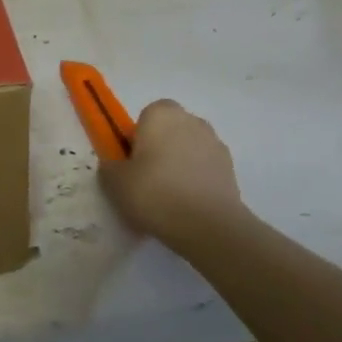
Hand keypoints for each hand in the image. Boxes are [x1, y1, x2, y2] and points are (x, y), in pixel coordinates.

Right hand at [99, 99, 246, 240]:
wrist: (208, 226)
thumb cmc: (154, 193)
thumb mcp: (114, 182)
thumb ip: (110, 167)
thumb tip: (117, 166)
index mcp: (161, 114)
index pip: (145, 117)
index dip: (136, 139)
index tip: (131, 162)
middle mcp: (191, 121)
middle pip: (169, 131)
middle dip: (159, 148)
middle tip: (145, 179)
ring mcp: (215, 144)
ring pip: (188, 149)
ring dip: (179, 164)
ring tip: (167, 197)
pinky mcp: (231, 169)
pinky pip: (204, 169)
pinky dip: (196, 180)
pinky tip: (186, 205)